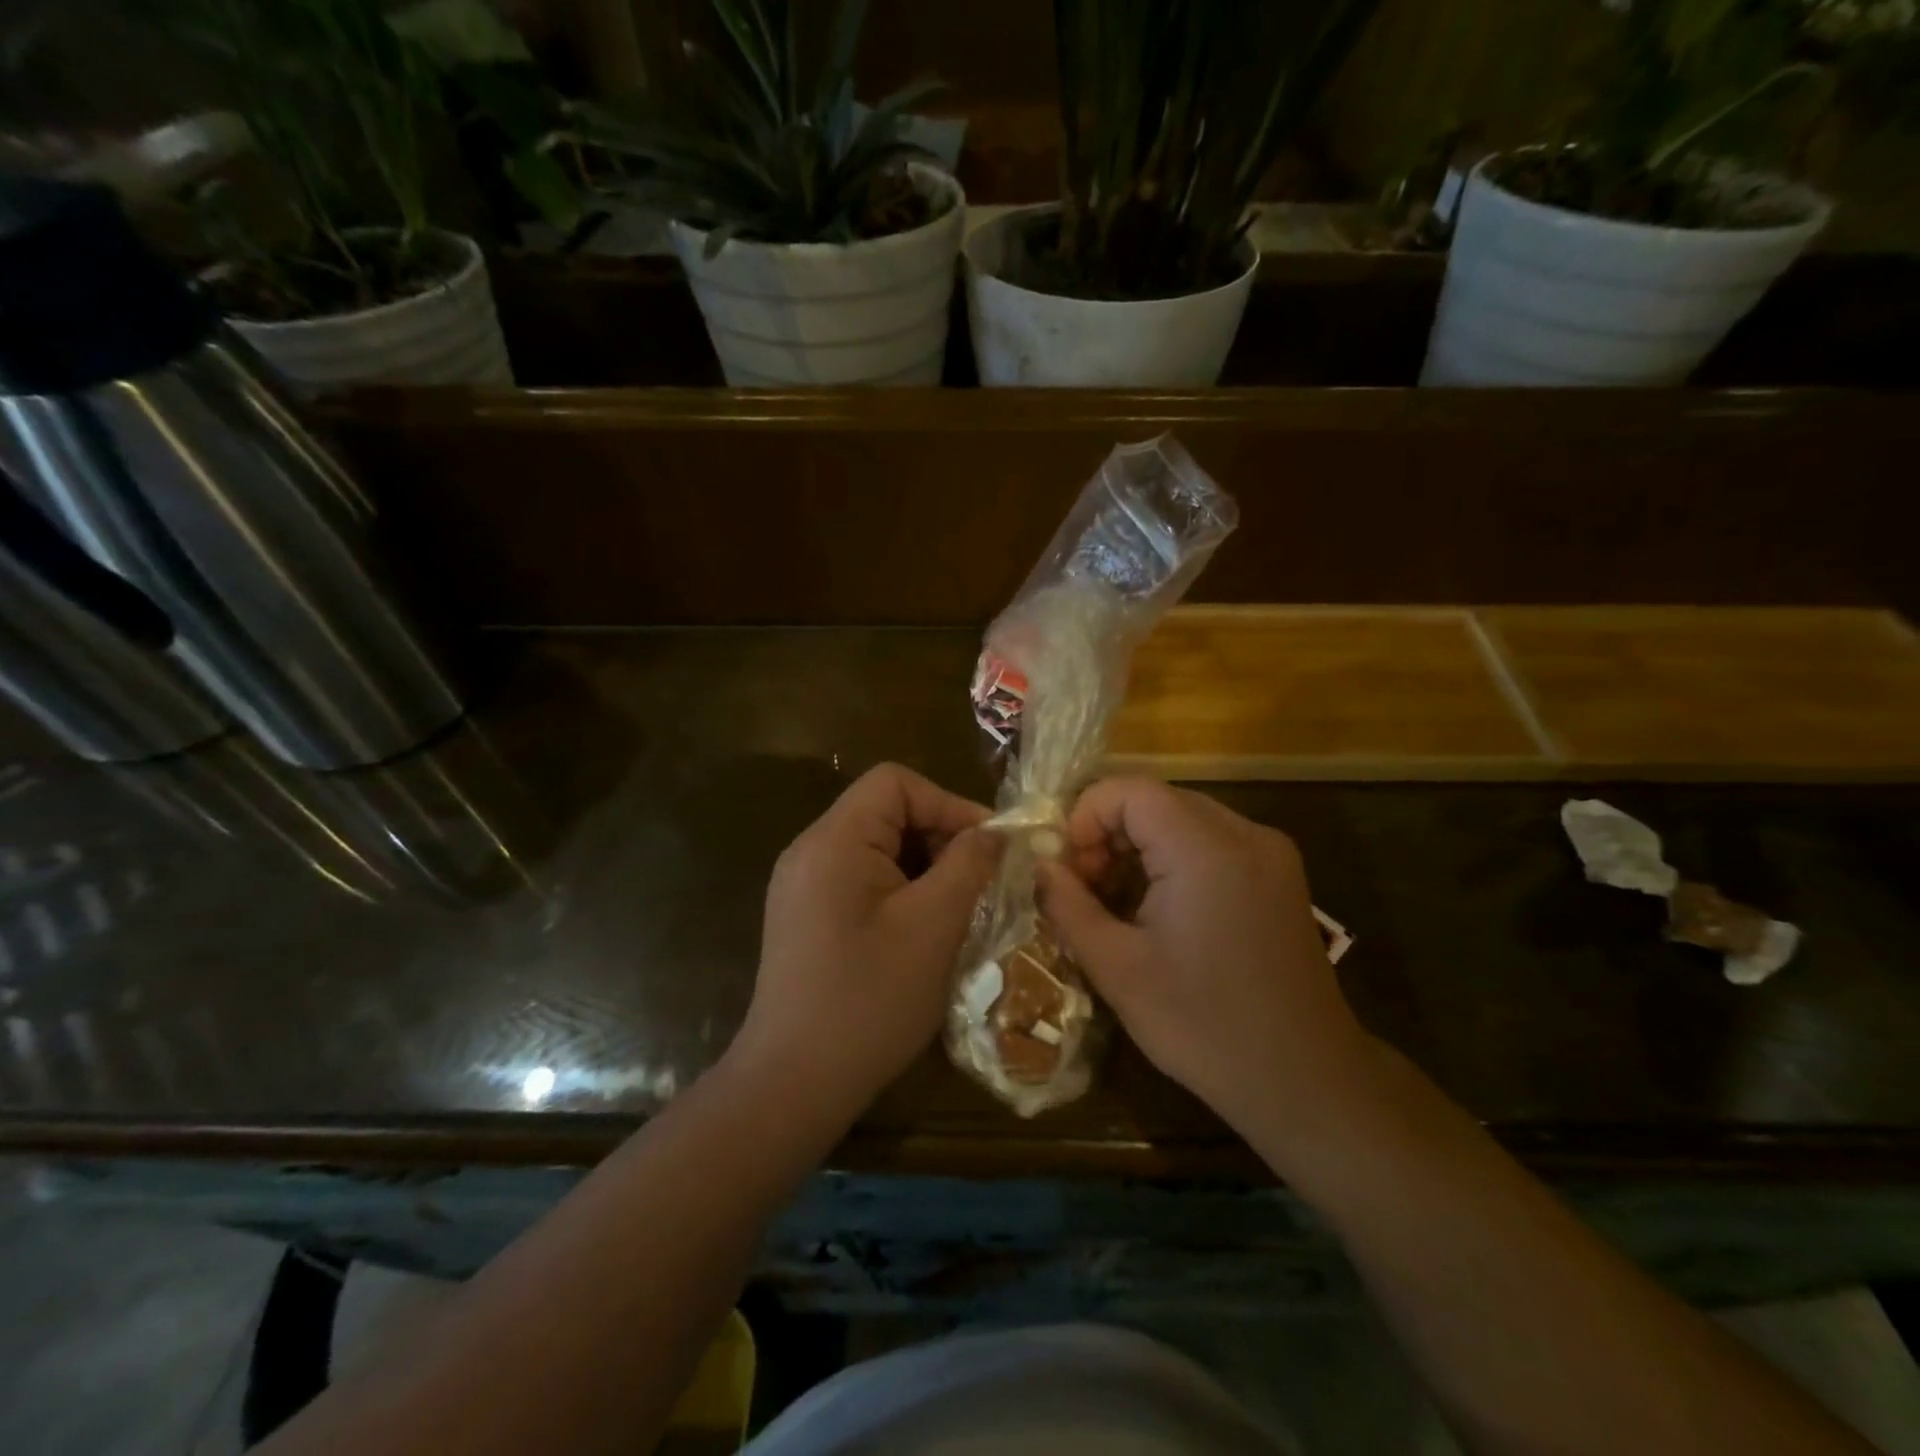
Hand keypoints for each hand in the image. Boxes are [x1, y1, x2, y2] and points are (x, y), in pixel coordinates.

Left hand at [729, 764, 1001, 1125]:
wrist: (793, 1084)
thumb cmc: (869, 1000)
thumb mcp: (933, 926)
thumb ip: (969, 865)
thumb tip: (997, 833)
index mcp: (834, 840)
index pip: (896, 783)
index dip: (949, 803)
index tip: (990, 847)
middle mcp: (810, 850)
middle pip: (886, 812)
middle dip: (940, 838)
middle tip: (982, 882)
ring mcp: (803, 885)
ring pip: (878, 849)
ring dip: (925, 868)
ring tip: (960, 907)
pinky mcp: (806, 917)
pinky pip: (862, 881)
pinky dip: (901, 892)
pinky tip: (925, 931)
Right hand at [1037, 778, 1374, 1147]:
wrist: (1306, 1081)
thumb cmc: (1203, 1026)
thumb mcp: (1117, 968)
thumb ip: (1068, 904)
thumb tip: (1040, 864)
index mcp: (1206, 849)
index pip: (1129, 790)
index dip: (1086, 818)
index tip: (1068, 871)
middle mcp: (1245, 834)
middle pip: (1155, 801)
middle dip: (1108, 835)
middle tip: (1086, 891)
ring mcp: (1269, 853)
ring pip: (1181, 820)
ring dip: (1138, 849)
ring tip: (1117, 905)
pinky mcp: (1279, 876)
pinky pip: (1210, 843)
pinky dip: (1173, 860)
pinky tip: (1159, 911)